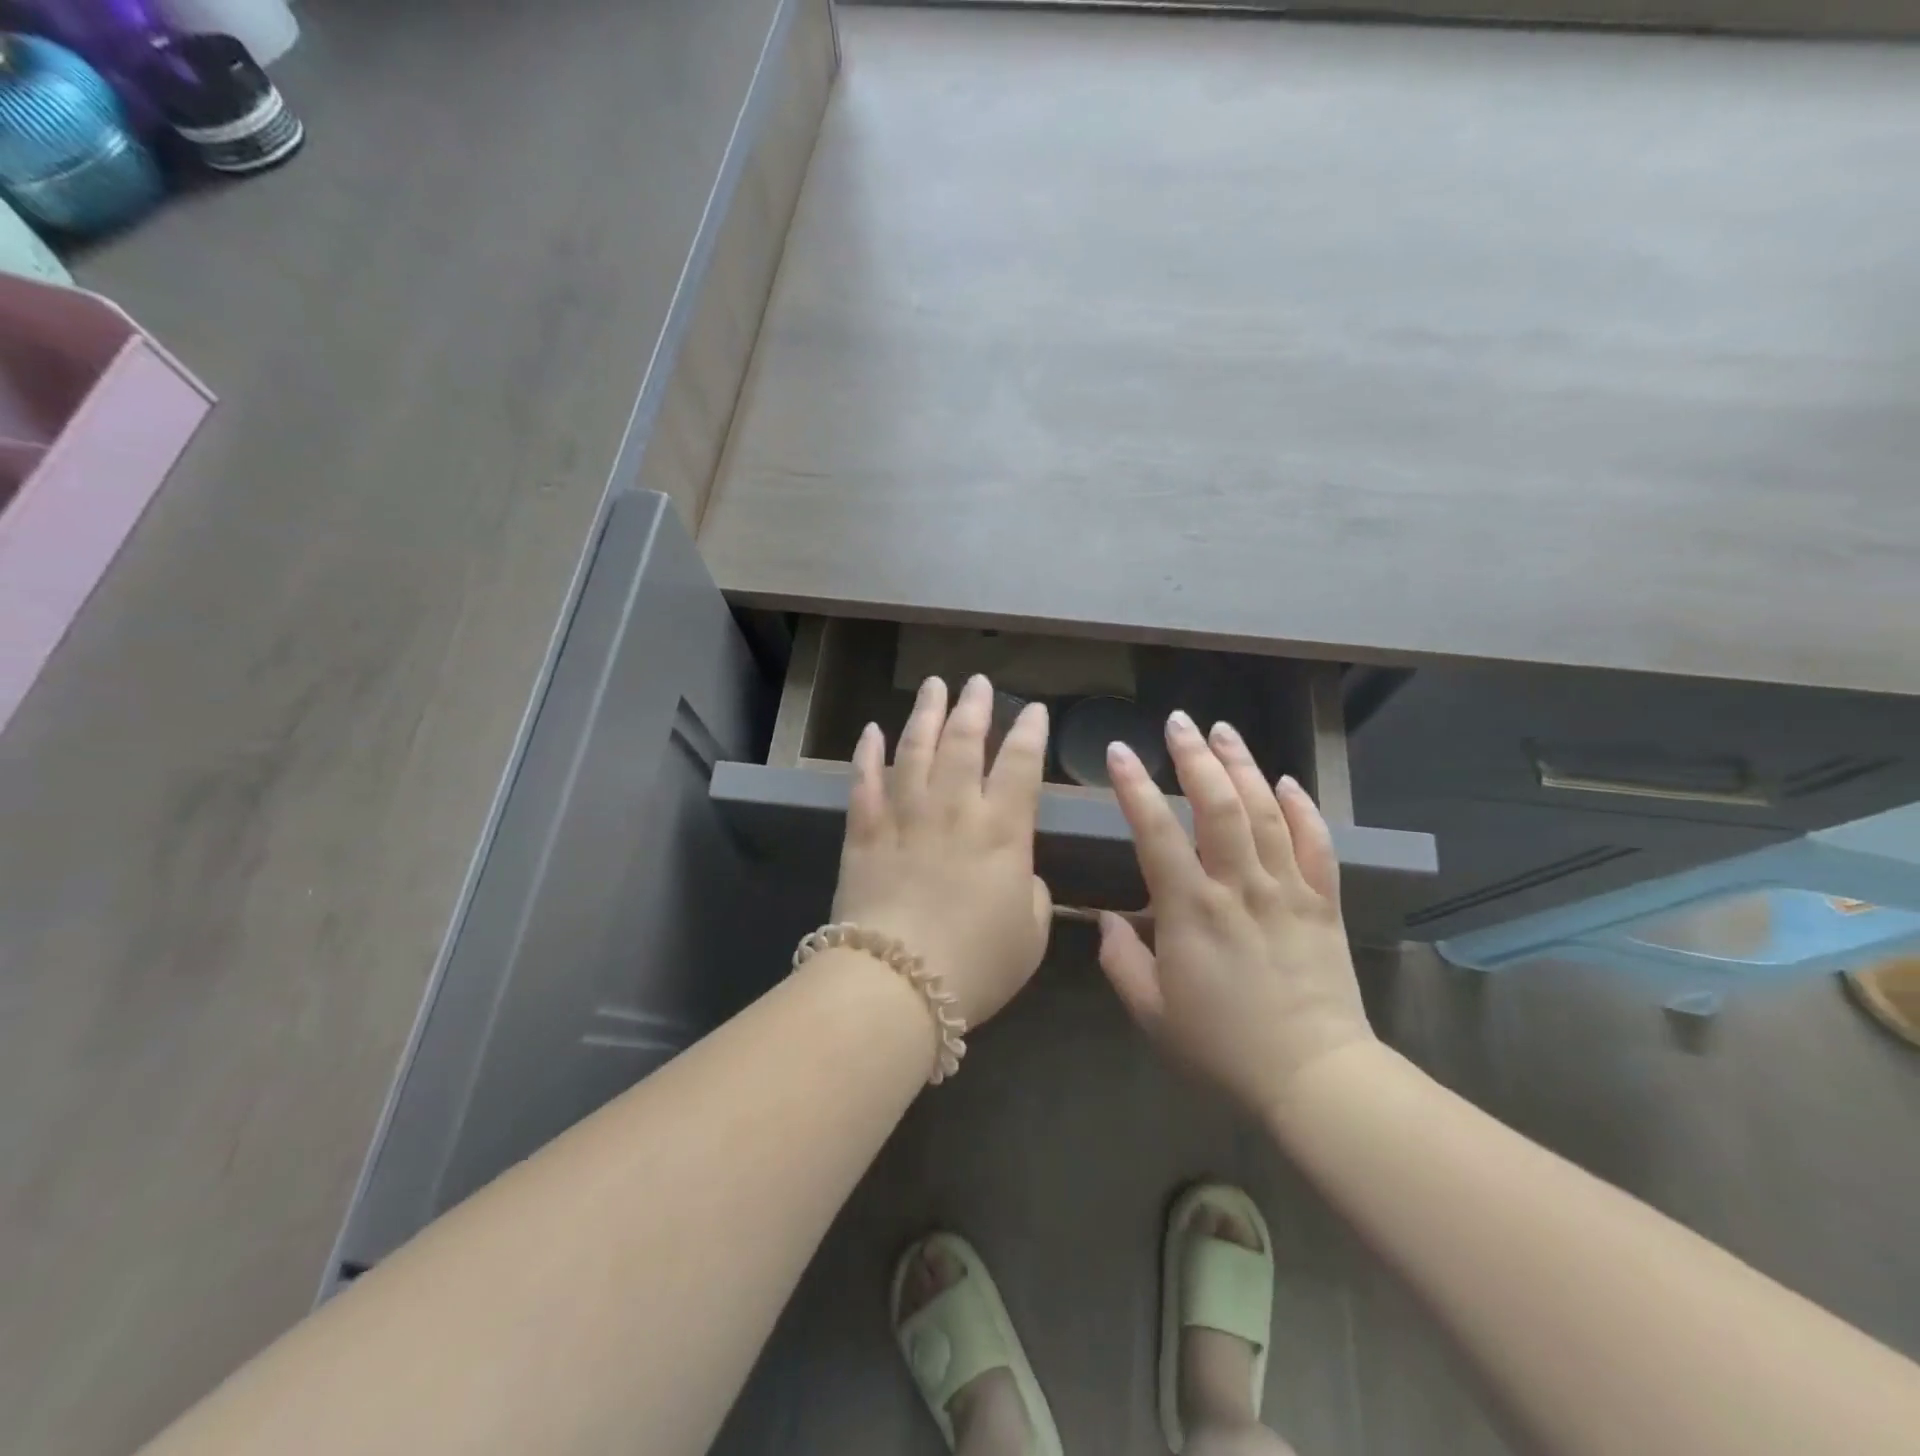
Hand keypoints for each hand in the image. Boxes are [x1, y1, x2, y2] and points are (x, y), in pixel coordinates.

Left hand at [831, 674, 1052, 1026]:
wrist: (896, 983)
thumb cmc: (976, 965)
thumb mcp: (1031, 935)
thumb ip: (1033, 893)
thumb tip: (1020, 872)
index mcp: (1002, 831)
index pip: (1021, 765)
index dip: (1030, 733)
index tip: (1035, 711)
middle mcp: (954, 809)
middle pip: (965, 742)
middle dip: (975, 707)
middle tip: (978, 682)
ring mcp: (904, 815)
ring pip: (915, 748)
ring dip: (926, 714)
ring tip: (934, 685)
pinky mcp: (863, 831)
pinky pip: (864, 781)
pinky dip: (868, 752)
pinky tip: (872, 730)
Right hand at [1098, 711, 1375, 1115]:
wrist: (1314, 1078)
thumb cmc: (1223, 1048)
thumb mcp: (1153, 1014)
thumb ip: (1122, 962)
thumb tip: (1106, 921)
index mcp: (1191, 910)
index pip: (1157, 831)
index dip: (1135, 786)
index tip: (1120, 751)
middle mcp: (1239, 887)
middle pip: (1218, 804)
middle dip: (1195, 756)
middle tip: (1179, 721)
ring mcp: (1287, 890)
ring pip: (1265, 811)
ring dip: (1242, 765)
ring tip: (1223, 730)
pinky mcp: (1323, 903)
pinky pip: (1316, 843)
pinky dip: (1301, 807)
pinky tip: (1285, 781)